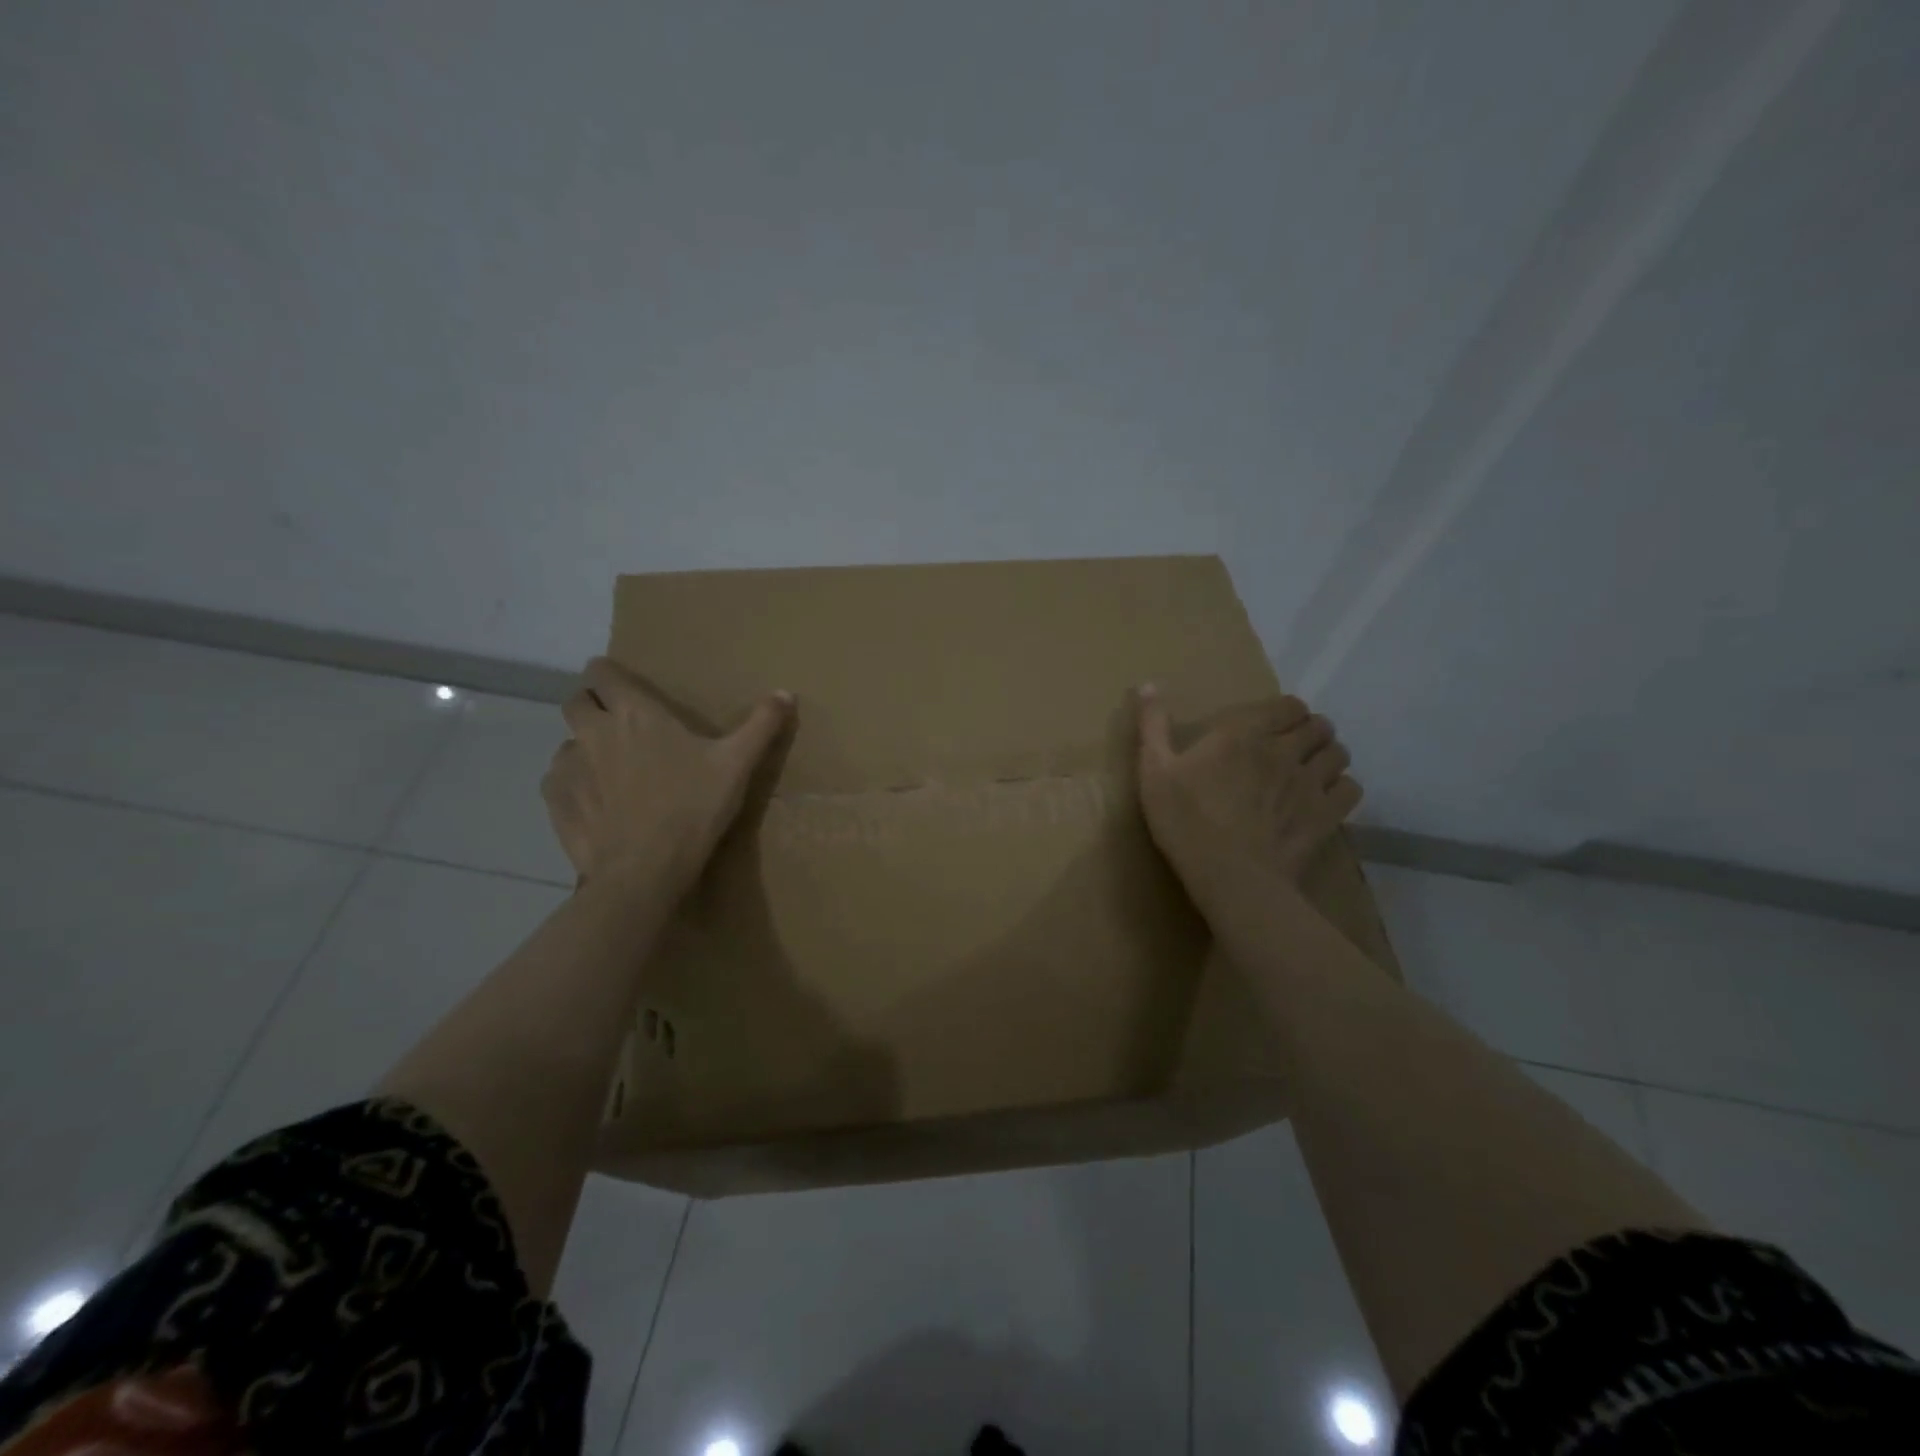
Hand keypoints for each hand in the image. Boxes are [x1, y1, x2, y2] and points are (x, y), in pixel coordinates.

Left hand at [543, 657, 792, 897]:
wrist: (645, 871)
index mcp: (634, 714)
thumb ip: (761, 725)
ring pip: (565, 743)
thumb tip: (787, 692)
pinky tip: (595, 803)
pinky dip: (572, 784)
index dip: (609, 675)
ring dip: (583, 749)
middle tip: (620, 727)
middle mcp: (593, 732)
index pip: (601, 673)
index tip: (624, 688)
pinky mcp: (556, 803)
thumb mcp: (737, 765)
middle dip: (592, 707)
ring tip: (610, 771)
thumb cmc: (693, 808)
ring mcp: (569, 768)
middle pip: (575, 702)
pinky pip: (557, 781)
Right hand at [1134, 685, 1361, 917]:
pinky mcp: (1327, 815)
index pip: (1289, 705)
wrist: (1228, 876)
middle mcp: (1284, 750)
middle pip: (1319, 726)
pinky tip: (1324, 799)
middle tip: (1292, 747)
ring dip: (1327, 756)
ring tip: (1311, 770)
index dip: (1286, 712)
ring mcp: (1310, 783)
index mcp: (1244, 734)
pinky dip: (1341, 788)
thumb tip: (1147, 684)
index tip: (1272, 725)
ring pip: (1339, 753)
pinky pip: (1351, 789)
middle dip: (1310, 731)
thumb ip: (1153, 725)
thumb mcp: (1154, 770)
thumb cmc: (1184, 820)